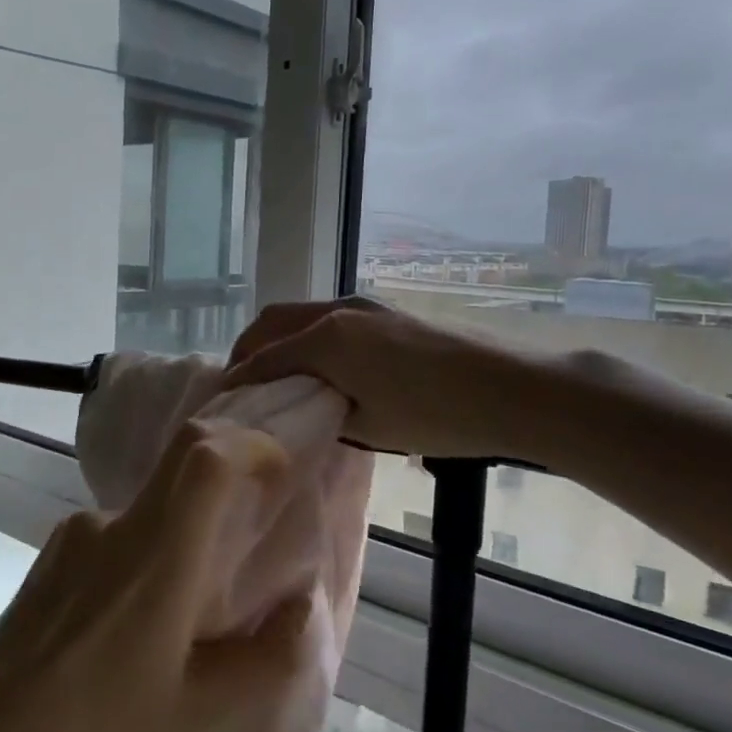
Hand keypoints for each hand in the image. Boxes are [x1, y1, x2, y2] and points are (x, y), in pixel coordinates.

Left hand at [0, 419, 312, 731]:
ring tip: (188, 601)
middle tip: (258, 498)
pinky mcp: (57, 546)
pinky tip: (138, 612)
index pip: (206, 457)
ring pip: (154, 499)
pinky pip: (120, 526)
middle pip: (184, 452)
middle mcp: (118, 524)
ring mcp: (80, 529)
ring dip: (188, 520)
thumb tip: (303, 604)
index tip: (279, 472)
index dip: (251, 445)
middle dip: (231, 454)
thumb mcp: (195, 713)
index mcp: (159, 558)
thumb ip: (265, 658)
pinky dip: (150, 544)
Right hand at [226, 299, 570, 462]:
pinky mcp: (384, 311)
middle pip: (274, 321)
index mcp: (327, 340)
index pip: (265, 357)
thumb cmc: (436, 416)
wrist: (510, 388)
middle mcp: (337, 312)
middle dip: (249, 347)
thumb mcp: (370, 425)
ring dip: (278, 338)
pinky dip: (305, 335)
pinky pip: (327, 317)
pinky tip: (318, 363)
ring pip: (301, 314)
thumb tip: (302, 404)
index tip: (221, 398)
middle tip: (240, 380)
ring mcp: (364, 306)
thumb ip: (323, 409)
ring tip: (275, 373)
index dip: (239, 378)